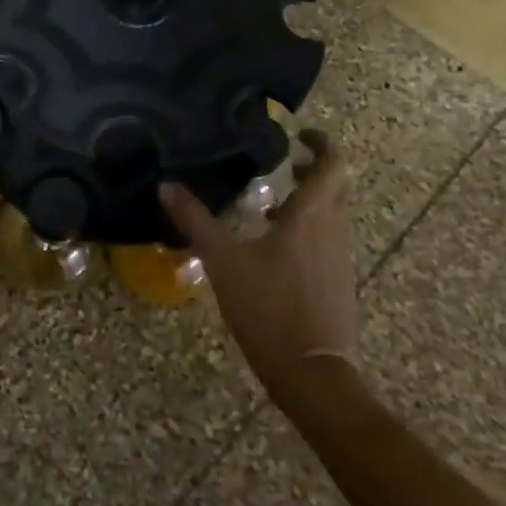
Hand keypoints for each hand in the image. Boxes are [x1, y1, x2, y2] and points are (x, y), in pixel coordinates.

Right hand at [160, 129, 358, 392]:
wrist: (310, 371)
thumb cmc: (267, 306)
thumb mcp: (222, 260)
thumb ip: (194, 220)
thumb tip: (166, 185)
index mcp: (311, 216)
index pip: (331, 165)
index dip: (320, 143)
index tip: (299, 134)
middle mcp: (333, 230)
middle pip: (335, 188)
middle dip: (314, 171)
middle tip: (282, 164)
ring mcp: (340, 259)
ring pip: (332, 216)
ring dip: (310, 202)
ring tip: (269, 203)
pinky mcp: (338, 284)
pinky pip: (327, 241)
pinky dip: (308, 230)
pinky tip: (275, 247)